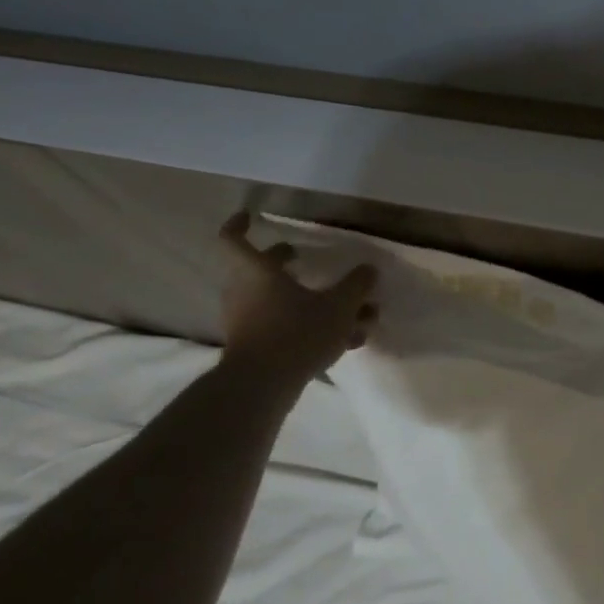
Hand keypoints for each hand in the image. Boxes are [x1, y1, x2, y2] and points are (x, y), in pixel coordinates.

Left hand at [217, 213, 377, 384]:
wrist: (262, 386)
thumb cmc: (297, 332)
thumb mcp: (339, 306)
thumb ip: (356, 286)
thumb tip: (369, 270)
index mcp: (257, 273)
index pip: (234, 240)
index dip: (240, 225)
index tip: (251, 217)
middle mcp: (245, 292)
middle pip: (261, 269)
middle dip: (285, 262)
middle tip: (303, 256)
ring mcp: (247, 321)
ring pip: (279, 300)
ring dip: (309, 299)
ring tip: (347, 309)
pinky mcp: (255, 346)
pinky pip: (284, 325)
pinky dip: (309, 325)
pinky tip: (346, 339)